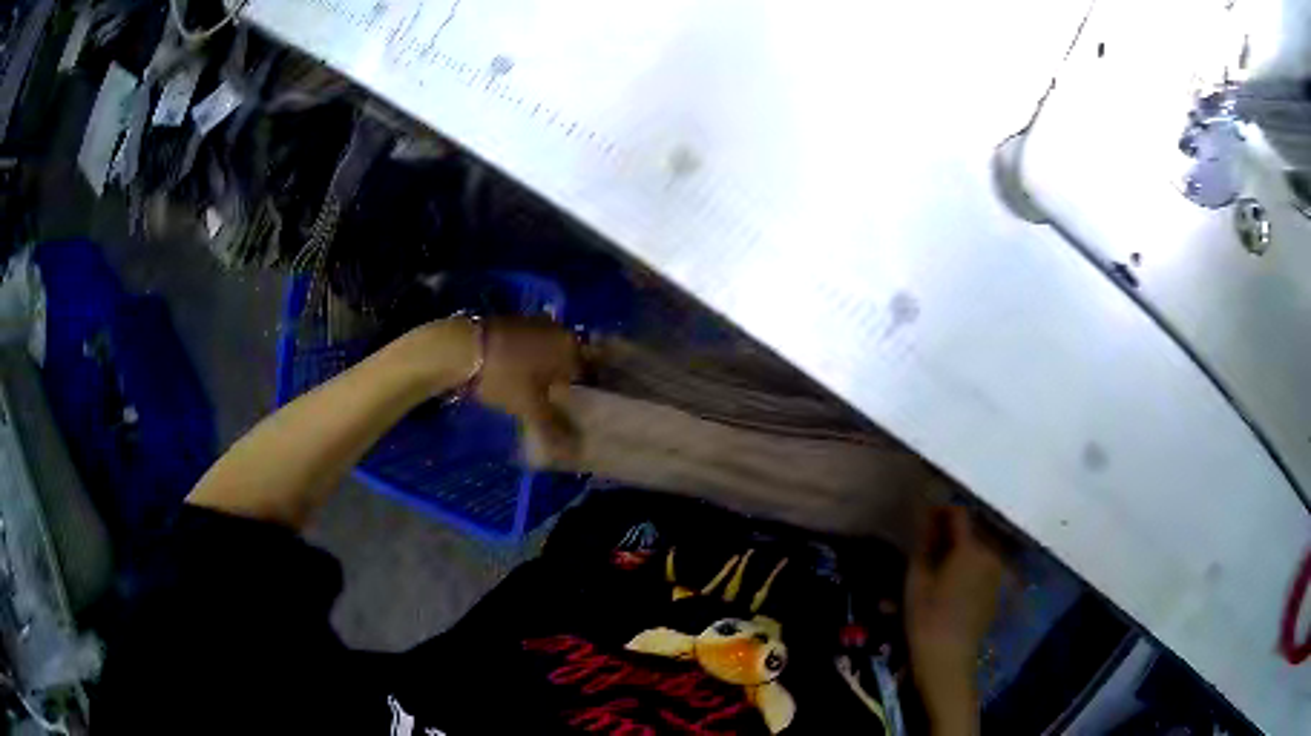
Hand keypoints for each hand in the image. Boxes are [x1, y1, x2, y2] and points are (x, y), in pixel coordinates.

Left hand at [474, 317, 580, 459]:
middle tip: (556, 408)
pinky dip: (528, 362)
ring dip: (545, 372)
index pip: (588, 373)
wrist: (460, 348)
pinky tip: (518, 378)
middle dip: (565, 383)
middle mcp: (558, 330)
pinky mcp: (512, 322)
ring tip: (537, 396)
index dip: (585, 396)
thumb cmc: (504, 377)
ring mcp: (533, 323)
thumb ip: (555, 428)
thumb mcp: (530, 407)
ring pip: (548, 353)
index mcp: (570, 347)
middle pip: (568, 361)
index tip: (578, 414)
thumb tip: (576, 449)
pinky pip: (530, 346)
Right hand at [905, 506, 1004, 734]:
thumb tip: (926, 517)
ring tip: (933, 572)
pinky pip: (979, 572)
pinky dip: (965, 572)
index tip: (923, 517)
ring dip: (955, 556)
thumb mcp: (916, 579)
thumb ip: (924, 543)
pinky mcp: (995, 592)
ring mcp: (995, 574)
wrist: (948, 659)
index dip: (940, 511)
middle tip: (924, 550)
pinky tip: (948, 589)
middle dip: (947, 537)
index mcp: (970, 548)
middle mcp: (989, 555)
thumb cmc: (926, 617)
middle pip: (967, 535)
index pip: (958, 514)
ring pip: (974, 554)